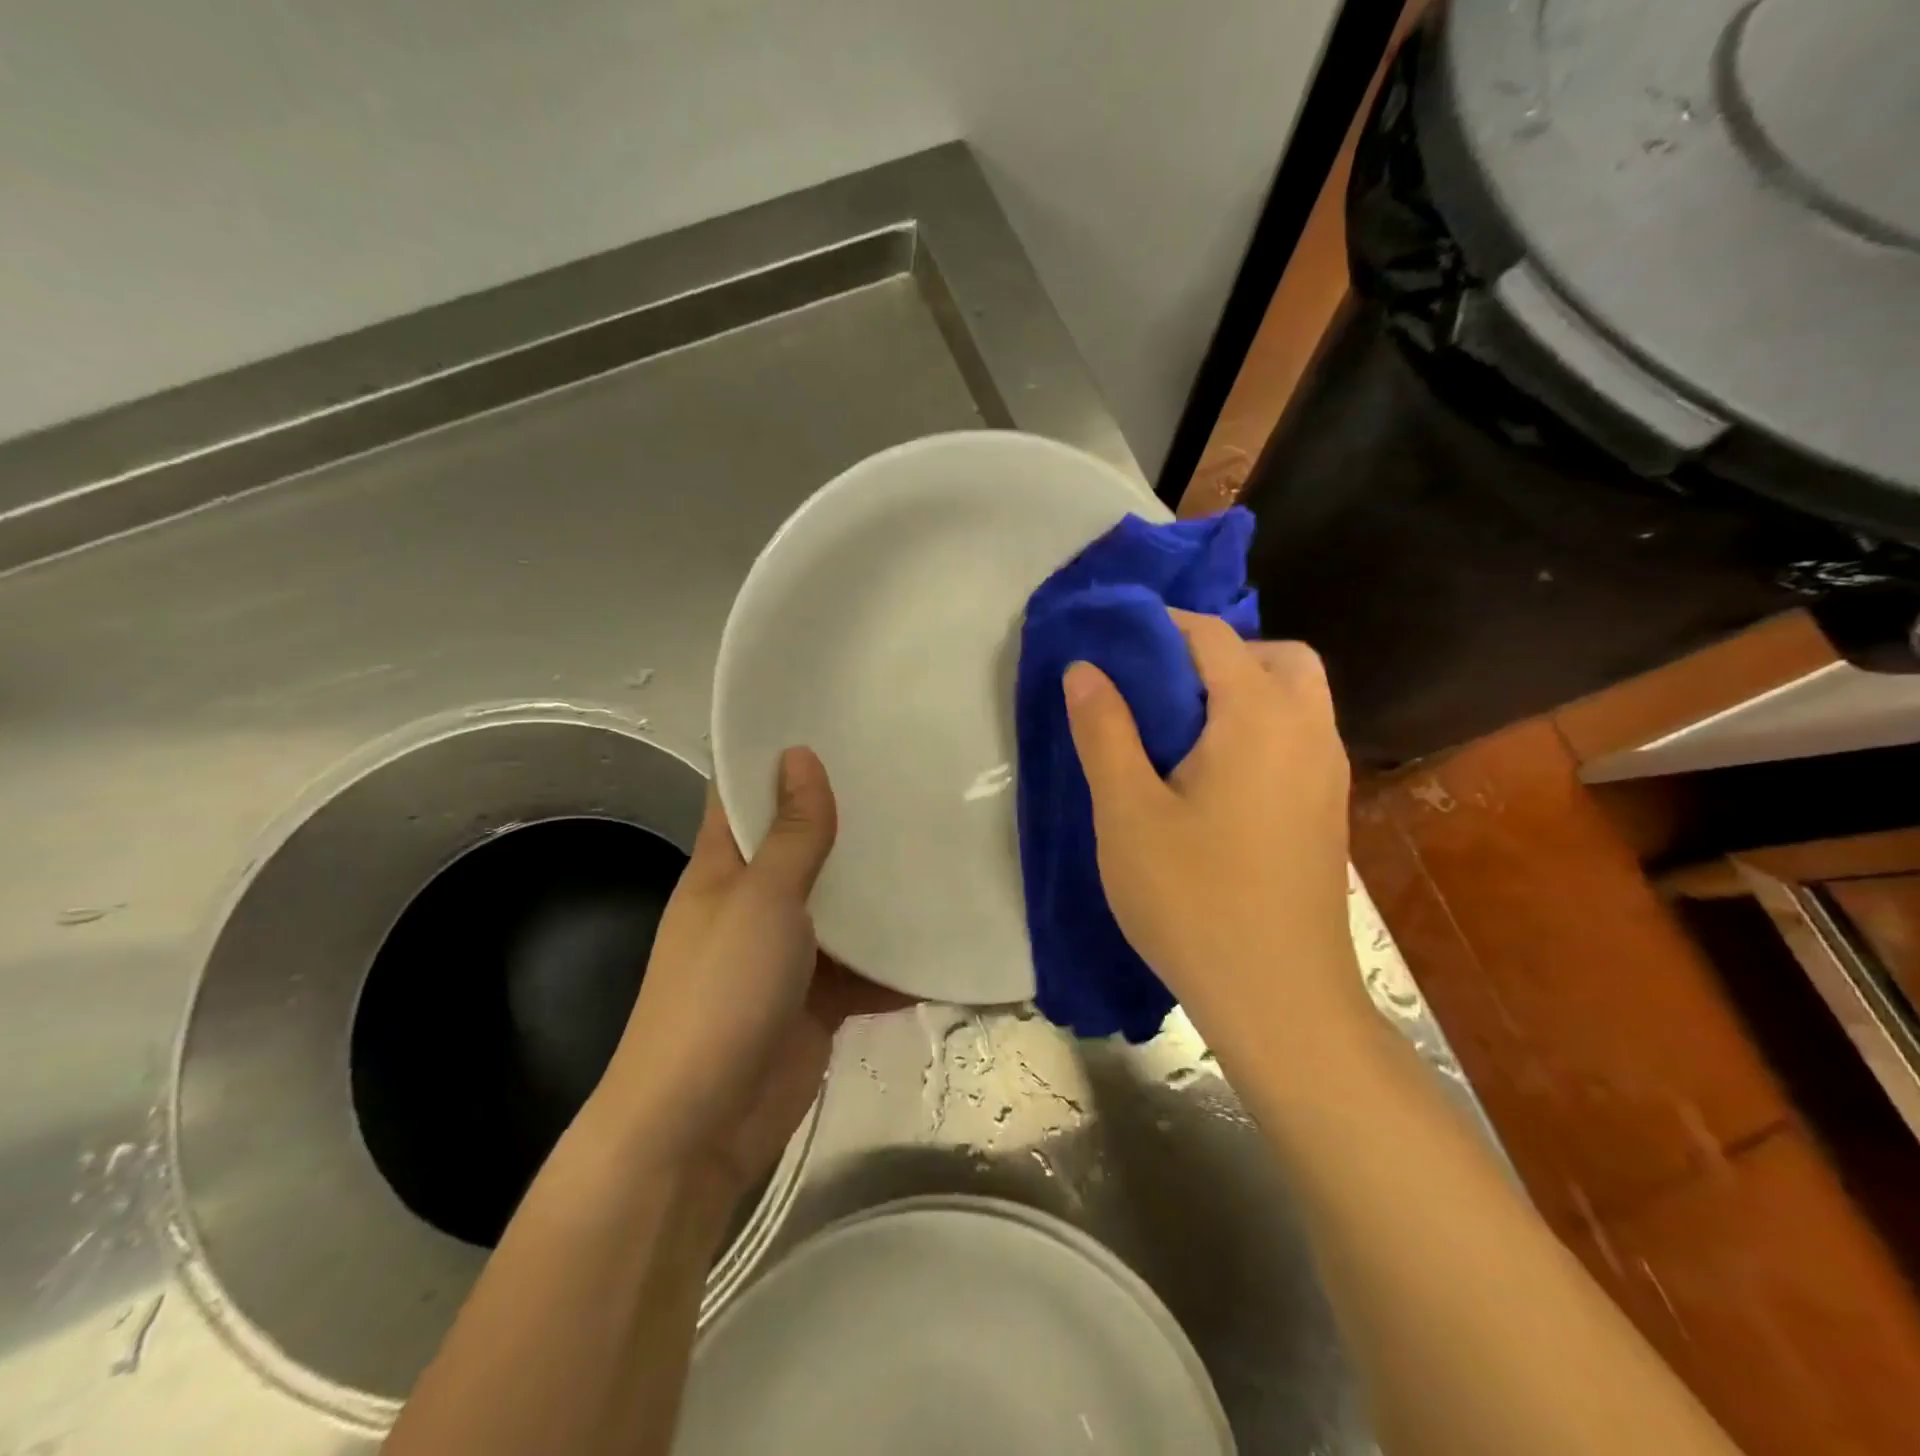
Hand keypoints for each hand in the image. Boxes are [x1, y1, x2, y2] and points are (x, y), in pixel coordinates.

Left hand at [592, 747, 906, 1198]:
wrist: (702, 1127)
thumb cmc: (721, 993)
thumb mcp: (761, 900)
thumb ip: (791, 834)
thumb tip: (799, 755)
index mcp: (725, 867)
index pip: (746, 794)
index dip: (780, 758)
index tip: (837, 723)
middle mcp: (755, 902)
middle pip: (805, 846)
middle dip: (850, 818)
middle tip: (914, 775)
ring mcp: (789, 953)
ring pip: (842, 907)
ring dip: (882, 889)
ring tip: (945, 841)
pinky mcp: (820, 999)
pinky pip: (866, 967)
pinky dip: (899, 960)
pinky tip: (948, 935)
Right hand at [1062, 611, 1366, 1055]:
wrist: (1279, 998)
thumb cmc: (1193, 899)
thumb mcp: (1127, 812)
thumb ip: (1105, 730)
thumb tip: (1086, 668)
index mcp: (1259, 717)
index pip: (1212, 636)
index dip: (1161, 626)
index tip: (1114, 640)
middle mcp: (1308, 730)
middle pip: (1275, 655)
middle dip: (1217, 653)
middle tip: (1161, 689)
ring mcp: (1328, 772)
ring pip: (1296, 696)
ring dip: (1243, 689)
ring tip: (1181, 731)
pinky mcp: (1328, 809)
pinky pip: (1299, 736)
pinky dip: (1261, 726)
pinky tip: (1215, 777)